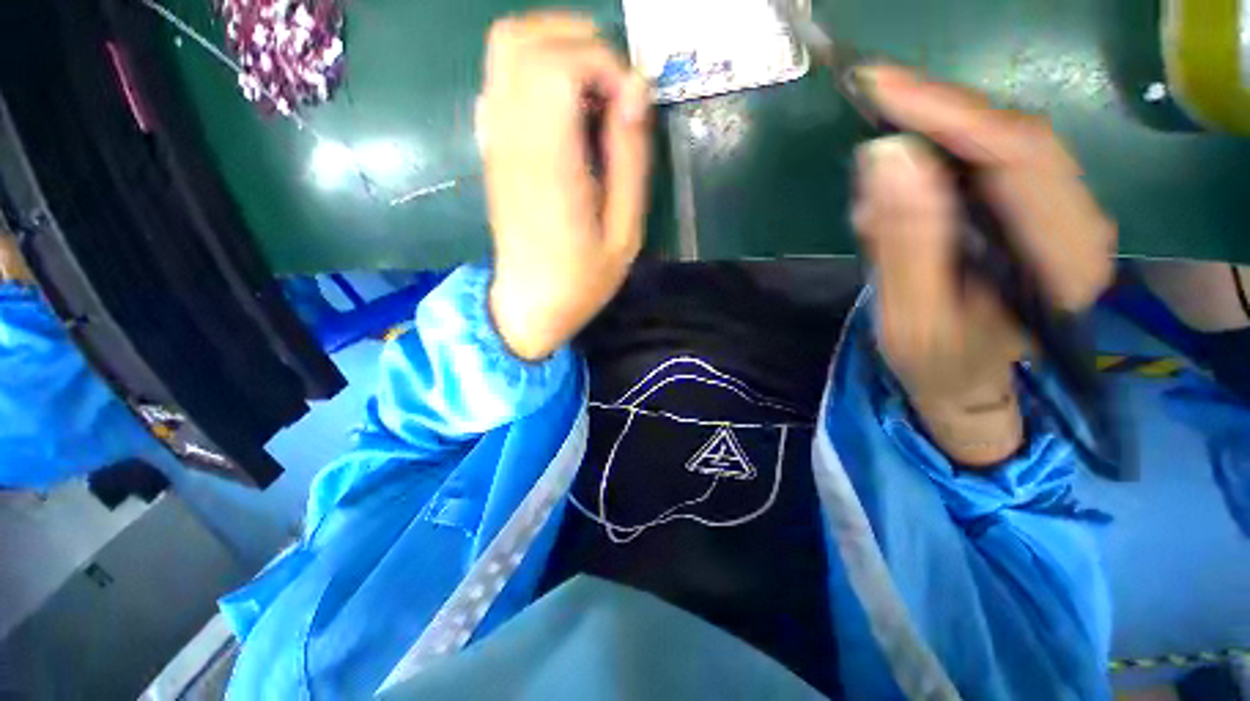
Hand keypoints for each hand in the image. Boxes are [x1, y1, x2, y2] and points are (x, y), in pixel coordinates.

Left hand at [478, 12, 652, 360]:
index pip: (558, 65)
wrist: (529, 305)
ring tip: (595, 87)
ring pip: (506, 48)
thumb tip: (636, 90)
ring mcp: (495, 141)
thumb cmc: (582, 280)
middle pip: (523, 40)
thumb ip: (631, 161)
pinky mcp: (492, 147)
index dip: (604, 64)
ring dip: (556, 48)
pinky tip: (565, 107)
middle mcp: (512, 141)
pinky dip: (536, 69)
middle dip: (580, 43)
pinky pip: (501, 78)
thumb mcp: (625, 234)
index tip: (632, 103)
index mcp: (549, 167)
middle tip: (615, 88)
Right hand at [852, 66, 1115, 465]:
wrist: (965, 381)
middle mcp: (1080, 220)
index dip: (948, 112)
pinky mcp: (1032, 208)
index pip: (1016, 154)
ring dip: (937, 130)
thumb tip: (884, 157)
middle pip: (1014, 134)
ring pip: (1001, 139)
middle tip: (873, 95)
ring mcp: (1060, 210)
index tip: (880, 86)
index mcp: (1065, 258)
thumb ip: (904, 243)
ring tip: (882, 138)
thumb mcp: (910, 317)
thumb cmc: (939, 363)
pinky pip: (988, 158)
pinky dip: (941, 151)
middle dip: (939, 110)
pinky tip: (905, 167)